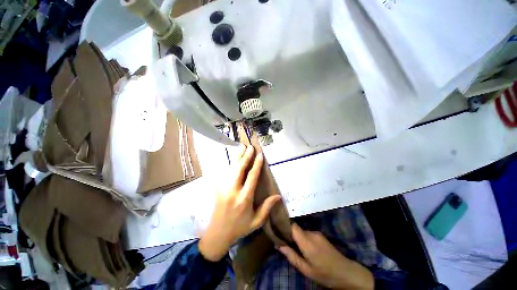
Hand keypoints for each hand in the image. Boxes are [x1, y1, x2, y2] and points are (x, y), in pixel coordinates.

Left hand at [199, 145, 280, 260]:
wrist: (217, 234)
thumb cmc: (239, 228)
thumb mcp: (256, 221)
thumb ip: (267, 207)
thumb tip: (278, 196)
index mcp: (244, 198)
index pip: (252, 177)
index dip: (256, 164)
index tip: (260, 155)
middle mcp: (233, 191)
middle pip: (239, 169)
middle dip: (245, 156)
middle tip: (250, 146)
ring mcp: (223, 188)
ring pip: (231, 168)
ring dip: (237, 157)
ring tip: (241, 147)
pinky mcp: (218, 188)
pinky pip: (225, 172)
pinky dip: (230, 164)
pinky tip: (233, 158)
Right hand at [278, 224, 373, 289]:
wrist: (346, 273)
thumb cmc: (324, 273)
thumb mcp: (306, 269)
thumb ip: (291, 256)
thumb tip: (279, 245)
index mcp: (306, 241)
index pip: (292, 226)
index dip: (285, 227)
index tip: (279, 232)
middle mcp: (311, 233)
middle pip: (297, 229)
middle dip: (291, 235)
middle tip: (287, 244)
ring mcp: (317, 233)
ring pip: (302, 231)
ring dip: (298, 238)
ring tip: (297, 249)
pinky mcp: (321, 235)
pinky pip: (308, 234)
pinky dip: (305, 239)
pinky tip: (307, 249)